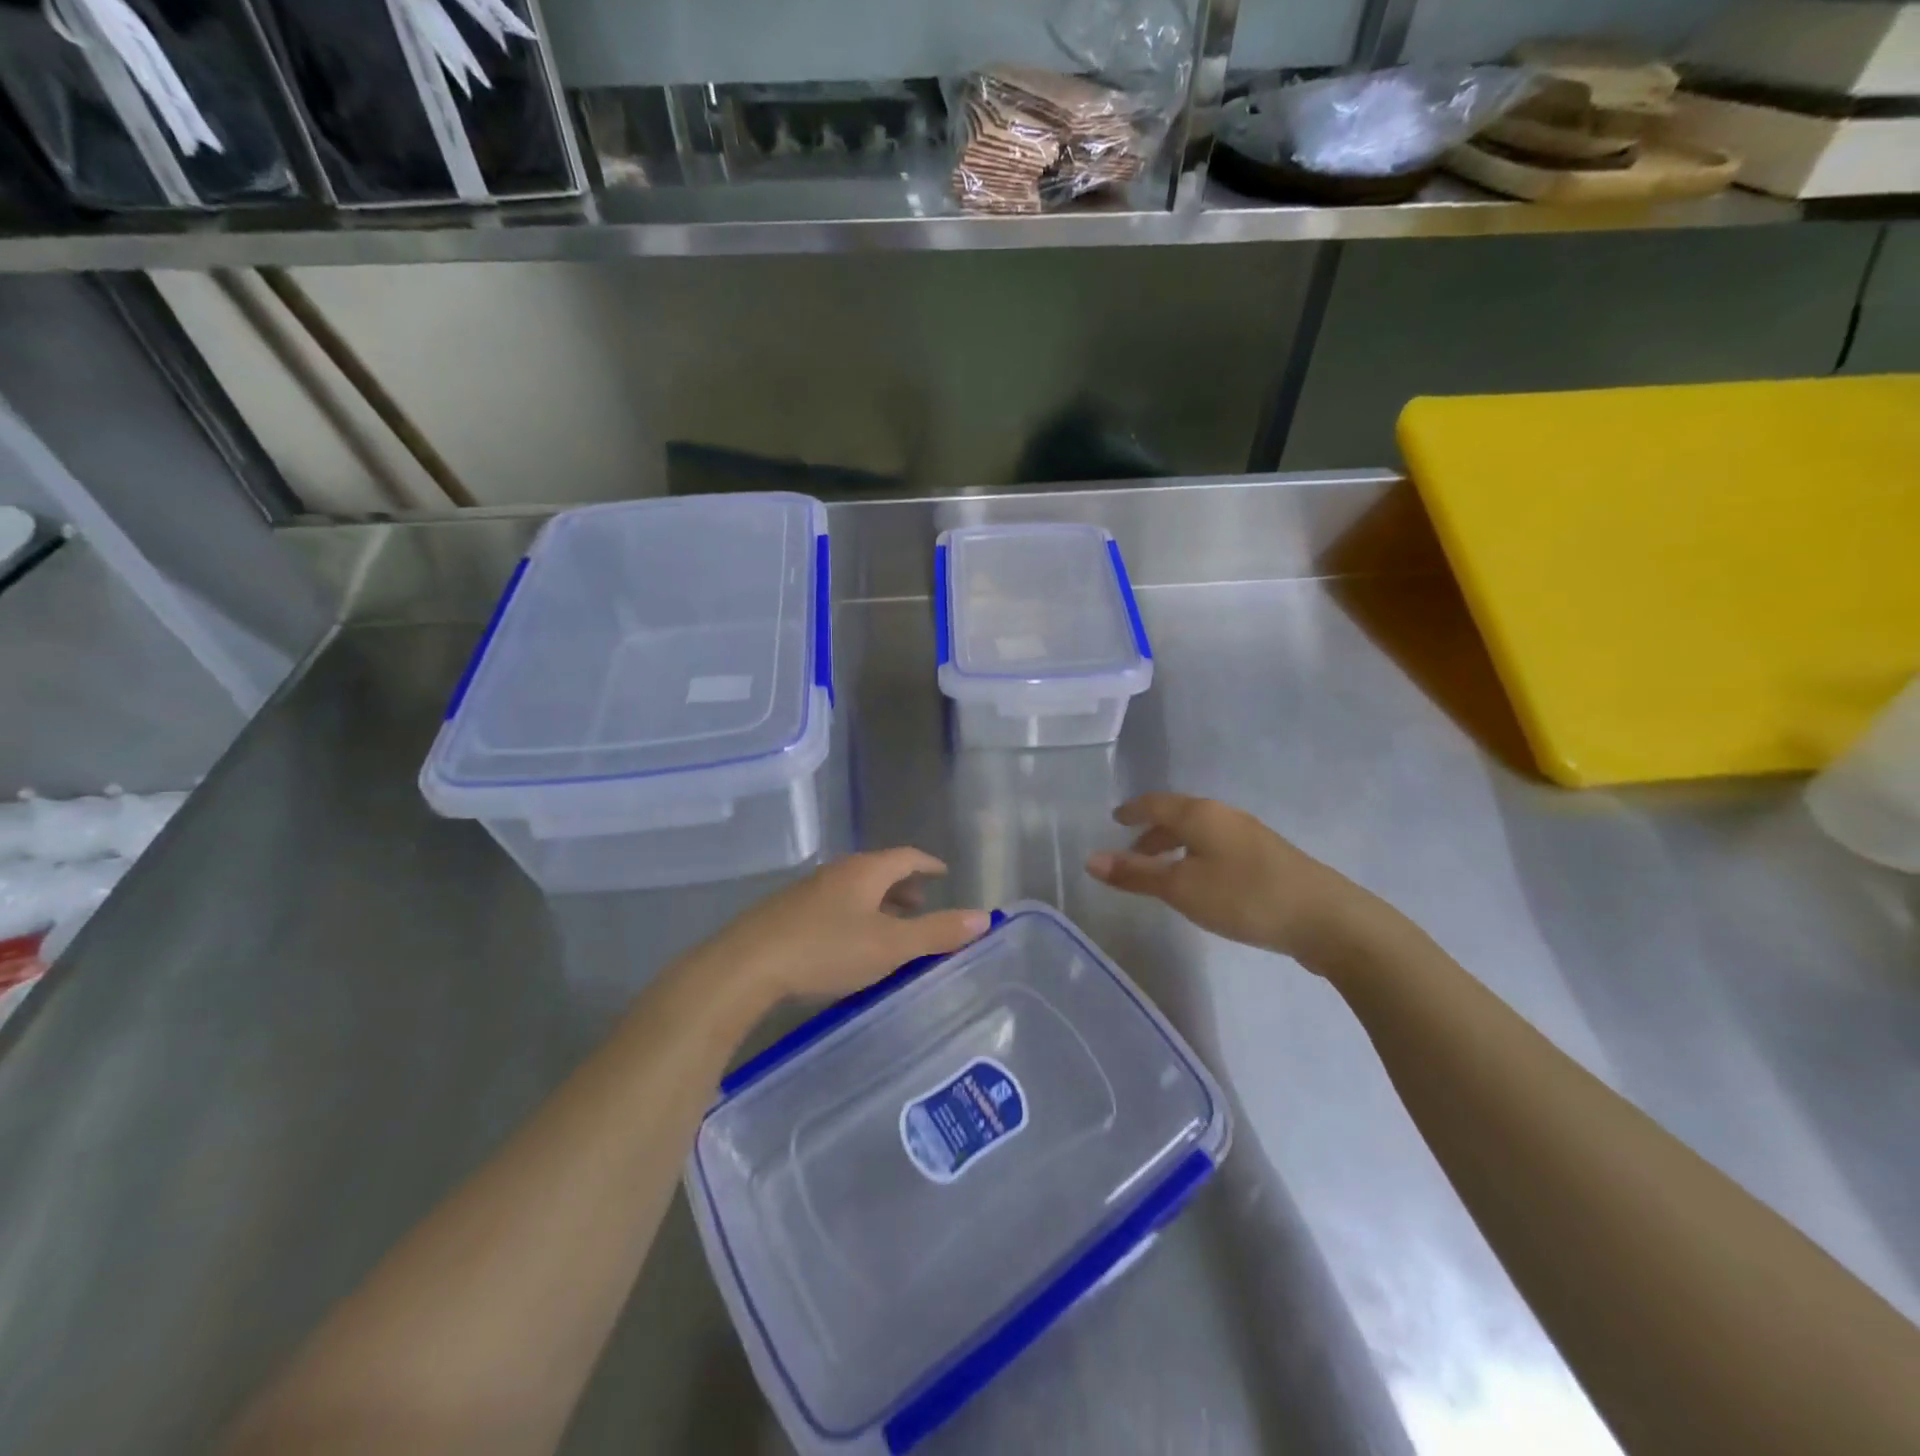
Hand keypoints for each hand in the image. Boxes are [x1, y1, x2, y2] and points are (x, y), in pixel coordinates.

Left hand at [703, 849, 991, 1003]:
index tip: (943, 872)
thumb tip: (983, 917)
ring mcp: (808, 892)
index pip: (905, 856)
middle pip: (878, 870)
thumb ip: (937, 932)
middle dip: (903, 886)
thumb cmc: (826, 950)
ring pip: (854, 890)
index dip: (927, 864)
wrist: (746, 966)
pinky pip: (833, 906)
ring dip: (877, 903)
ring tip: (889, 927)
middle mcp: (837, 872)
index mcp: (865, 871)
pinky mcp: (786, 914)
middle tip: (921, 904)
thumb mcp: (890, 945)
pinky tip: (849, 944)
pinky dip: (853, 916)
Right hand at [1086, 794, 1371, 968]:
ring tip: (1162, 873)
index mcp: (1201, 813)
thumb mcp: (1181, 888)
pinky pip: (1218, 848)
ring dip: (1175, 847)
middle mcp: (1225, 816)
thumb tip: (1090, 859)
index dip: (1132, 811)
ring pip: (1200, 833)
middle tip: (1130, 853)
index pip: (1156, 803)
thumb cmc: (1245, 897)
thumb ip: (1135, 874)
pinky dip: (1197, 857)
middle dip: (1151, 832)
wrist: (1327, 919)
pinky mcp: (1269, 859)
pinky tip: (1201, 884)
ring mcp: (1251, 836)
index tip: (1115, 819)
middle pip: (1179, 816)